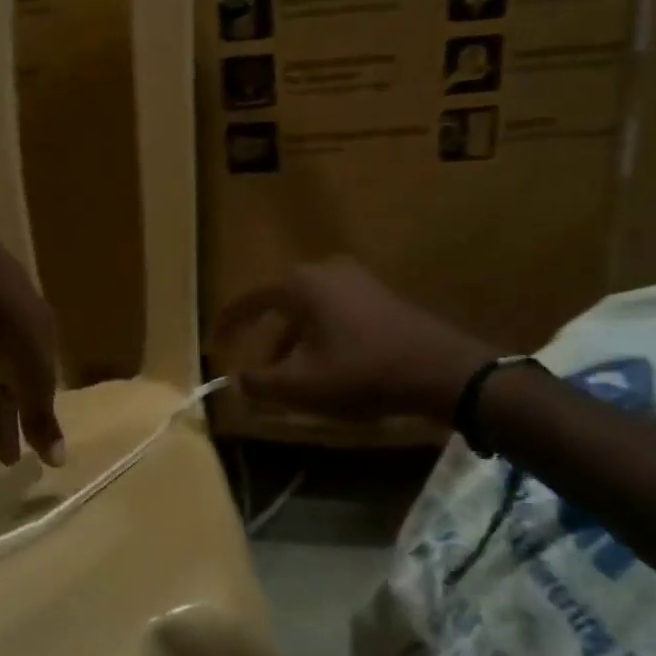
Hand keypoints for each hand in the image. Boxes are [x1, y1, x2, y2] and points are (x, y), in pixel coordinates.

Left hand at [0, 223, 64, 478]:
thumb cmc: (5, 319)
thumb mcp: (31, 371)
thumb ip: (41, 416)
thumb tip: (59, 461)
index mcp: (35, 336)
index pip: (37, 385)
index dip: (32, 420)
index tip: (29, 455)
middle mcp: (3, 335)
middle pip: (3, 391)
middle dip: (2, 430)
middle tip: (0, 470)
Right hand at [215, 259, 503, 423]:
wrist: (439, 369)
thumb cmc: (362, 372)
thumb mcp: (302, 386)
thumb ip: (260, 383)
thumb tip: (238, 381)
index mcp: (299, 284)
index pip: (248, 301)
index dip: (228, 326)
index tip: (216, 347)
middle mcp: (324, 269)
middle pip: (280, 307)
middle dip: (266, 341)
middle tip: (257, 371)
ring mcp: (355, 278)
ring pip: (308, 312)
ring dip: (294, 343)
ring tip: (292, 379)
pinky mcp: (378, 294)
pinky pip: (333, 313)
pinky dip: (320, 338)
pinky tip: (327, 368)